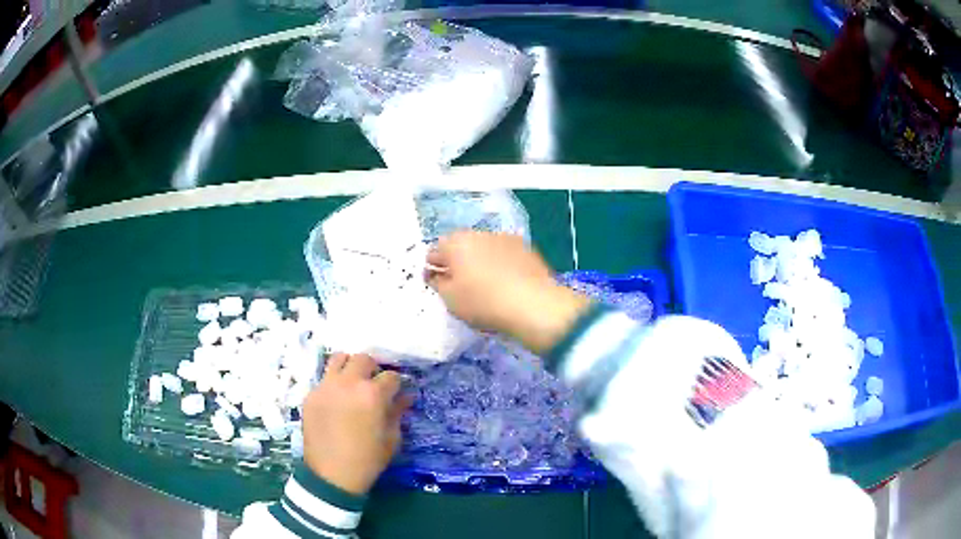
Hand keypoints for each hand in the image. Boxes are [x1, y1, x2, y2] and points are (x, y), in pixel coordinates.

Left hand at [302, 353, 411, 494]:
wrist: (331, 474)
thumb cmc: (368, 460)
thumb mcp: (391, 439)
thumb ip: (397, 412)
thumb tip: (405, 396)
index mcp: (373, 394)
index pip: (391, 376)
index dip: (397, 384)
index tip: (396, 392)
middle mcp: (348, 383)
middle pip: (364, 359)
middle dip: (373, 369)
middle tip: (374, 384)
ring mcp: (326, 386)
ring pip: (339, 358)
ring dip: (350, 366)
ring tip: (353, 382)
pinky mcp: (311, 394)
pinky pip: (324, 378)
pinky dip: (334, 382)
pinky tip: (337, 399)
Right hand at [427, 231, 590, 354]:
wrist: (533, 304)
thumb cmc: (484, 302)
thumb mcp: (450, 299)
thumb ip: (438, 283)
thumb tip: (436, 274)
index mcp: (455, 243)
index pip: (435, 252)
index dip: (433, 268)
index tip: (437, 284)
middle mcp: (478, 233)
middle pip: (460, 246)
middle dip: (457, 262)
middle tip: (460, 285)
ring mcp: (504, 238)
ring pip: (483, 248)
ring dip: (480, 260)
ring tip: (485, 284)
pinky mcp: (525, 247)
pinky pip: (504, 254)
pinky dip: (501, 264)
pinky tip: (506, 283)